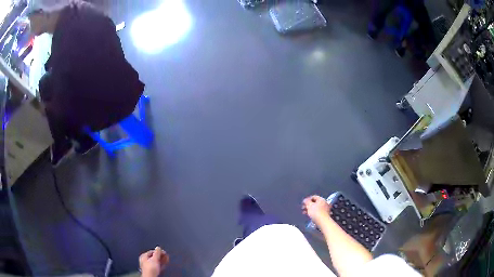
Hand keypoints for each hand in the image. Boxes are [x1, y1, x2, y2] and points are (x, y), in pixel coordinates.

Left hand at [139, 246, 168, 276]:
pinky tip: (165, 264)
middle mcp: (145, 261)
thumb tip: (158, 247)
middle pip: (154, 257)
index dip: (158, 251)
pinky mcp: (153, 270)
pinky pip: (158, 266)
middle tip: (166, 255)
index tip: (163, 251)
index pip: (151, 251)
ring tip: (167, 259)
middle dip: (161, 256)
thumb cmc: (150, 268)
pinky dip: (162, 264)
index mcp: (143, 256)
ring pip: (156, 262)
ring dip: (162, 260)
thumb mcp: (154, 259)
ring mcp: (149, 266)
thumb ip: (157, 252)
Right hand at [302, 195, 330, 224]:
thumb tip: (305, 200)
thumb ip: (306, 201)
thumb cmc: (316, 212)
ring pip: (316, 208)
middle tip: (303, 208)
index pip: (313, 197)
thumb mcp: (309, 205)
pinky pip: (317, 212)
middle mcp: (324, 203)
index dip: (307, 199)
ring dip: (309, 209)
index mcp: (321, 199)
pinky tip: (309, 215)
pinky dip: (313, 213)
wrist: (322, 221)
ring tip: (304, 212)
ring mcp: (325, 209)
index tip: (303, 202)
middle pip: (315, 202)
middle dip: (308, 205)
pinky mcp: (324, 214)